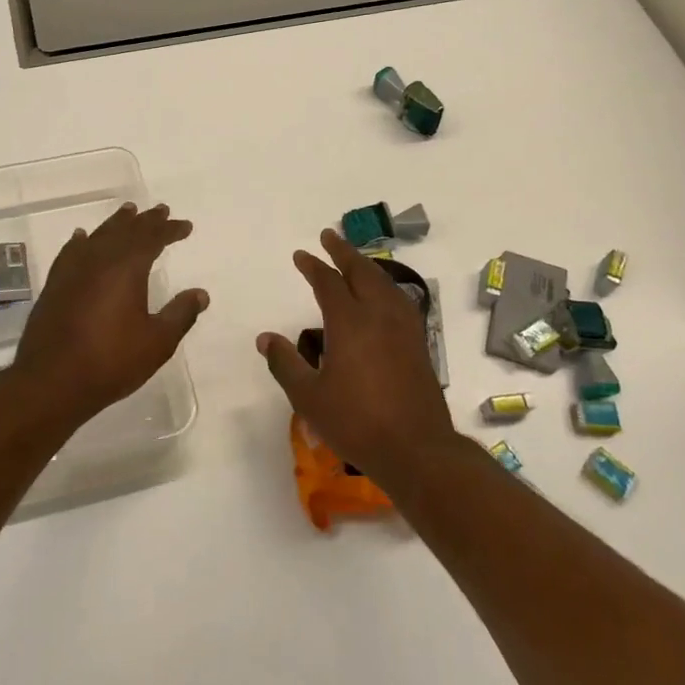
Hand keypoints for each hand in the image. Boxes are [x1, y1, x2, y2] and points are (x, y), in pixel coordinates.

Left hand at [12, 202, 207, 426]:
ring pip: (98, 236)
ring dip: (116, 224)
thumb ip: (181, 314)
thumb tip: (201, 294)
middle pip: (125, 231)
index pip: (152, 238)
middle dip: (145, 220)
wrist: (51, 381)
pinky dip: (82, 241)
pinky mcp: (54, 285)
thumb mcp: (157, 342)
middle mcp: (99, 260)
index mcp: (127, 268)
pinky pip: (71, 252)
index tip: (185, 226)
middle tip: (160, 210)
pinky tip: (82, 238)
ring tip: (127, 212)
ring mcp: (72, 271)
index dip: (170, 229)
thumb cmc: (111, 361)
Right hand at [256, 229, 457, 482]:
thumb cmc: (356, 422)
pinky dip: (385, 285)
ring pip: (385, 283)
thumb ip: (285, 363)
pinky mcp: (419, 343)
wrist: (416, 448)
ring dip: (366, 266)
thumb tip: (265, 338)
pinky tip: (383, 295)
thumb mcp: (309, 397)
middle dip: (343, 252)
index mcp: (350, 323)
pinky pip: (399, 299)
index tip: (301, 254)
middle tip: (329, 236)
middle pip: (361, 272)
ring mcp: (404, 328)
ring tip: (354, 260)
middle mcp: (379, 315)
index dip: (313, 266)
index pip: (329, 283)